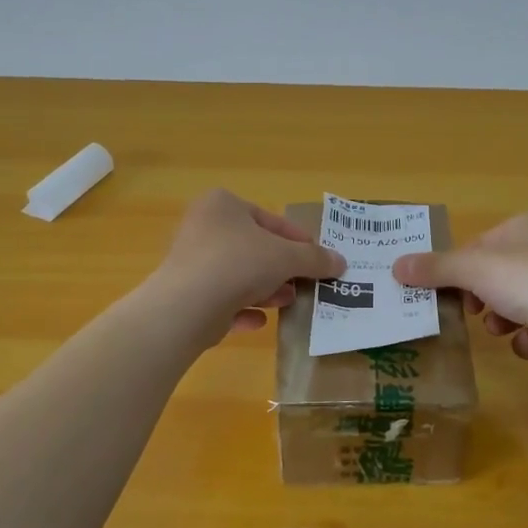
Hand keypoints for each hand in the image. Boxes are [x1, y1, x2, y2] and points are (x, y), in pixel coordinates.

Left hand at [148, 189, 345, 339]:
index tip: (319, 258)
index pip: (270, 219)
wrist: (188, 306)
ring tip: (289, 302)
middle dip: (282, 268)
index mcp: (223, 205)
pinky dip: (242, 309)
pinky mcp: (186, 294)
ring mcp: (191, 261)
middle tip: (305, 283)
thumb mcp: (287, 257)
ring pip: (238, 274)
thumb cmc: (239, 263)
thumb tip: (341, 262)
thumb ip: (315, 259)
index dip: (298, 240)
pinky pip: (222, 300)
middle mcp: (203, 227)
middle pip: (254, 248)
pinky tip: (260, 322)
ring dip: (266, 289)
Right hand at [392, 211, 527, 359]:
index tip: (450, 292)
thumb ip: (434, 268)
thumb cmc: (525, 281)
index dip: (461, 270)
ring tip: (503, 330)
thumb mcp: (472, 270)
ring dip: (503, 319)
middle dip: (483, 298)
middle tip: (473, 313)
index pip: (481, 245)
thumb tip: (396, 267)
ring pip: (518, 301)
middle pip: (498, 274)